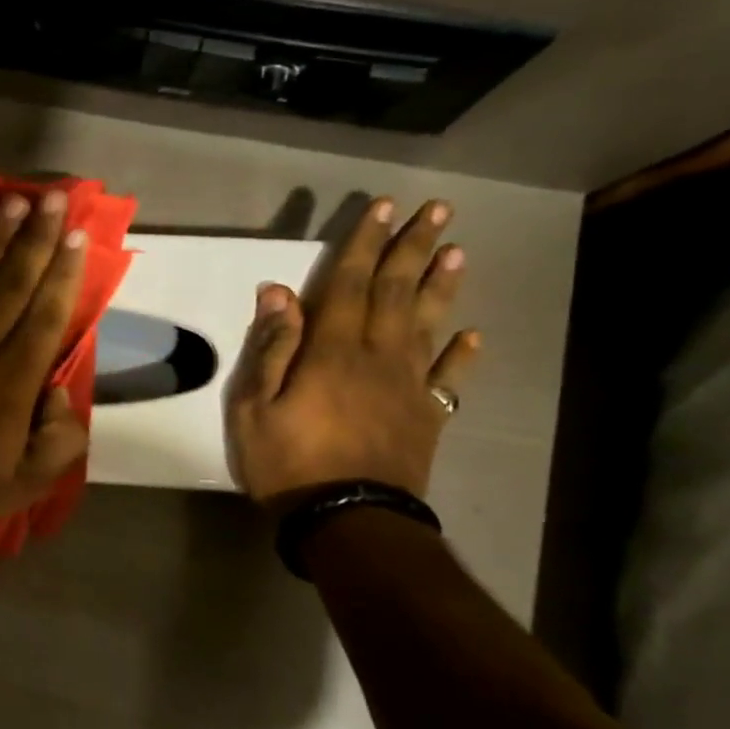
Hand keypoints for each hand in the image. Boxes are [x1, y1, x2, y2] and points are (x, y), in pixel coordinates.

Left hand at [0, 189, 90, 534]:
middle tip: (52, 199)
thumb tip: (62, 394)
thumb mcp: (24, 484)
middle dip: (36, 237)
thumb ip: (59, 443)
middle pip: (14, 281)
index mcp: (14, 379)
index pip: (47, 314)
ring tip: (12, 201)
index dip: (63, 272)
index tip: (76, 237)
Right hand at [226, 196, 479, 507]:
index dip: (364, 242)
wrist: (349, 521)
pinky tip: (475, 335)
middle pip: (397, 291)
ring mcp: (409, 386)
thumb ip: (271, 348)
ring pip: (428, 324)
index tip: (383, 207)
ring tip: (459, 252)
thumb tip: (278, 292)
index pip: (349, 283)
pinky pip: (448, 378)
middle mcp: (378, 356)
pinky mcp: (426, 416)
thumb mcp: (255, 407)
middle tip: (438, 209)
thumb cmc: (289, 463)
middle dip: (413, 247)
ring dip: (442, 286)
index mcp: (333, 350)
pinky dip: (462, 354)